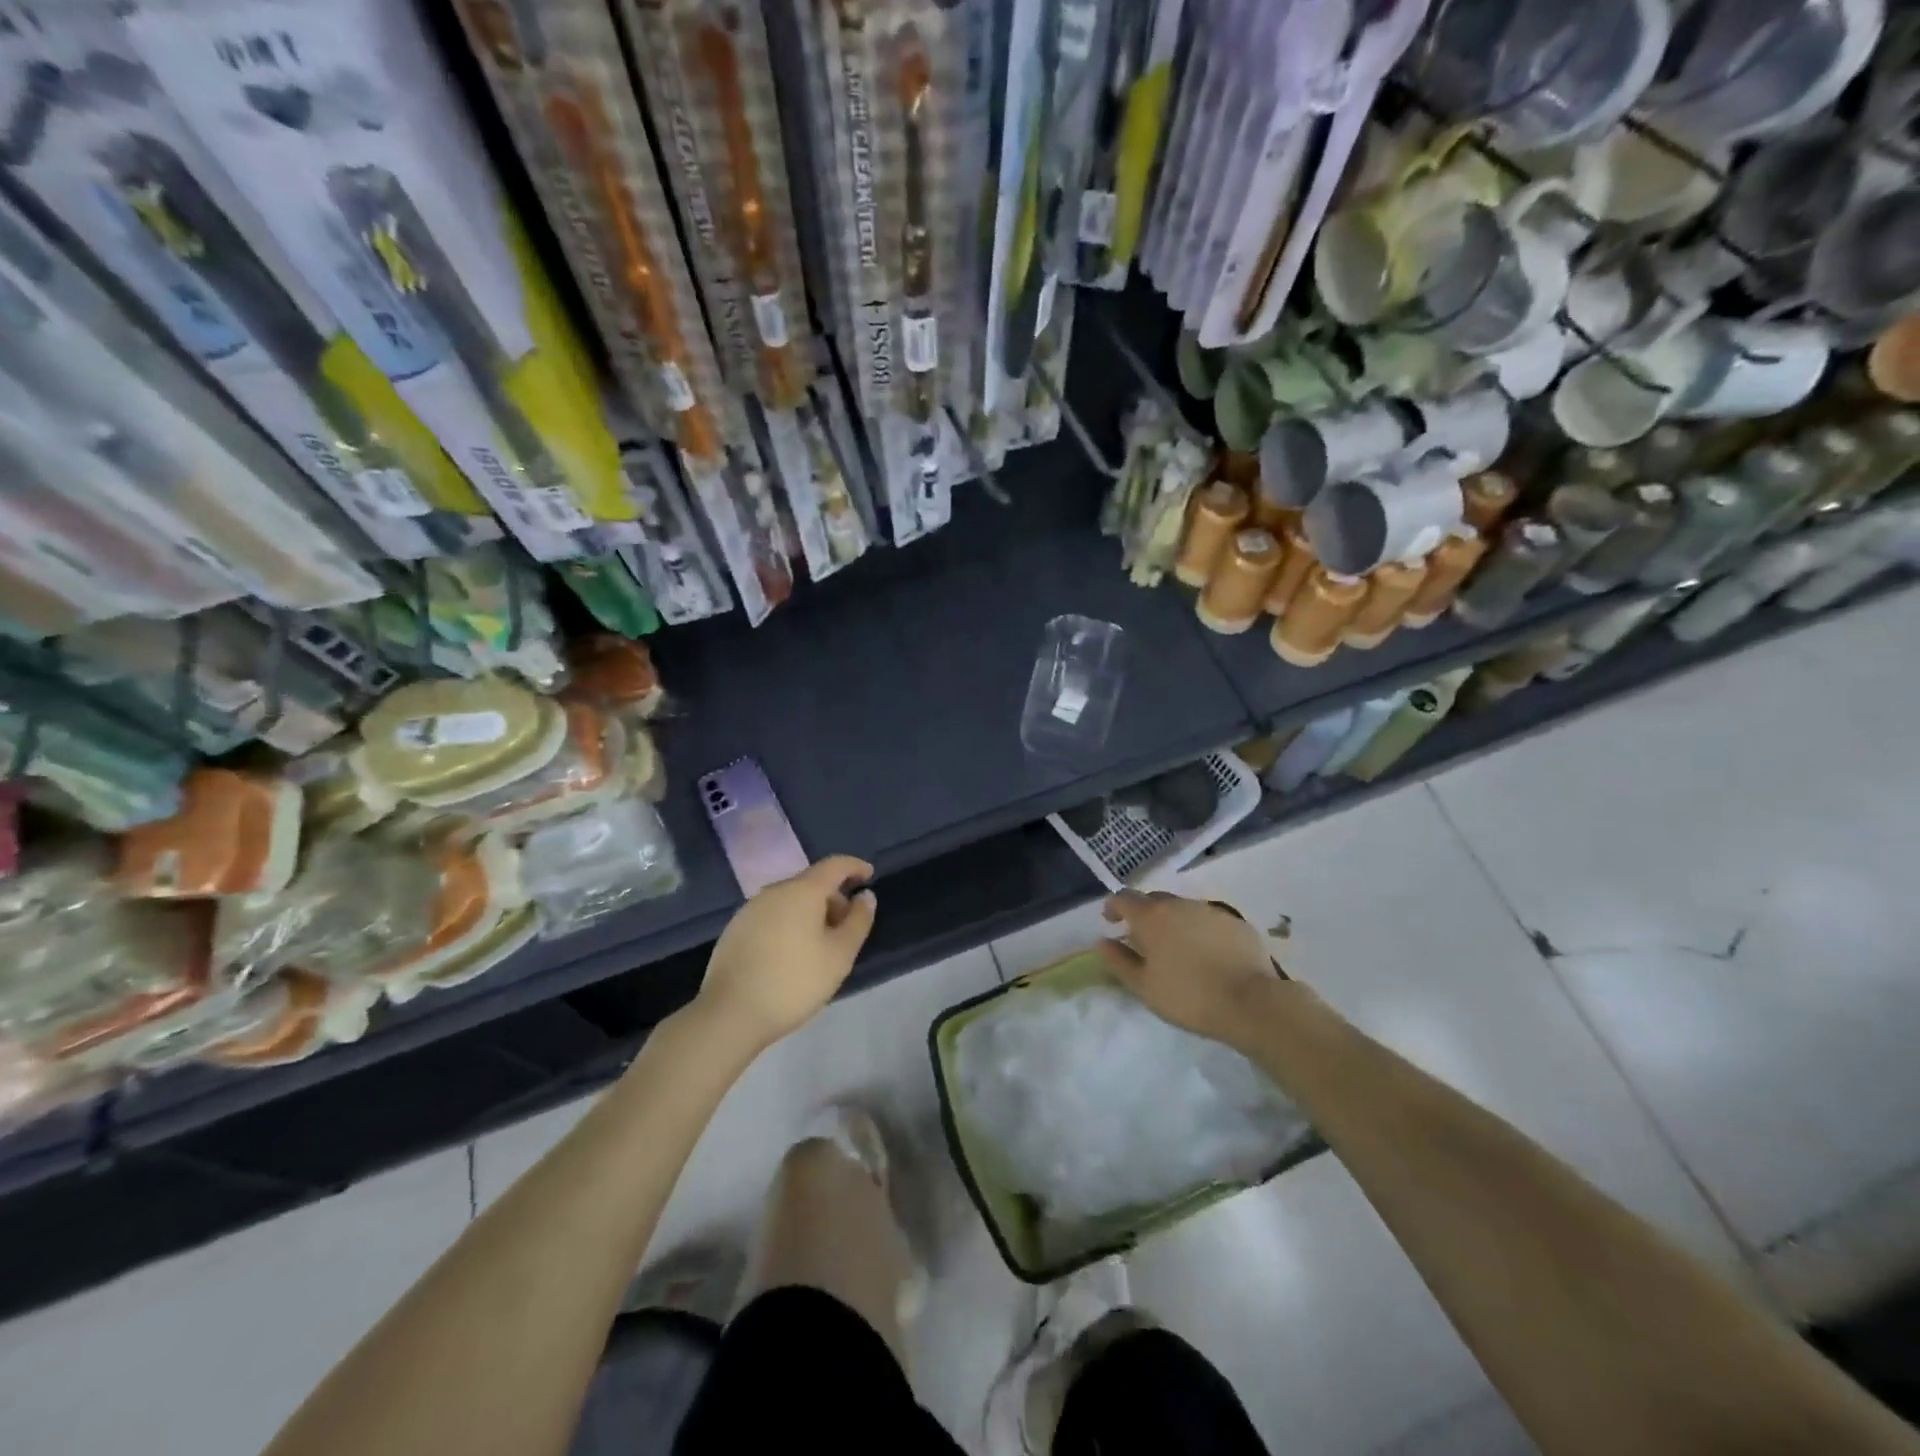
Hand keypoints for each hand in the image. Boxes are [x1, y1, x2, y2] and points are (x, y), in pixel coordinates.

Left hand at [696, 855, 877, 1052]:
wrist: (729, 1014)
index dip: (855, 867)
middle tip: (847, 927)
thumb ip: (858, 921)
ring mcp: (750, 909)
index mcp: (802, 891)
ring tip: (821, 944)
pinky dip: (789, 923)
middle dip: (833, 898)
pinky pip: (772, 915)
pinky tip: (791, 953)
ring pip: (790, 900)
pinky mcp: (735, 929)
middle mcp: (774, 891)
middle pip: (811, 883)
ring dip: (811, 912)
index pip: (834, 865)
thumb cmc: (794, 981)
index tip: (869, 875)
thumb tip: (865, 896)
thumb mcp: (839, 955)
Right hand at [1097, 890, 1282, 1047]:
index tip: (1111, 921)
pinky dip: (1200, 931)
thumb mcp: (1143, 986)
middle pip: (1154, 900)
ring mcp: (1210, 910)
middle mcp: (1179, 905)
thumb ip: (1119, 961)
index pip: (1124, 898)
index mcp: (1152, 917)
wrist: (1251, 1003)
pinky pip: (1209, 920)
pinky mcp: (1236, 922)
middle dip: (1144, 915)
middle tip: (1144, 940)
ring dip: (1173, 922)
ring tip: (1177, 949)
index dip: (1113, 906)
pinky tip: (1207, 955)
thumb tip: (1103, 942)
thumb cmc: (1188, 996)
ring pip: (1183, 909)